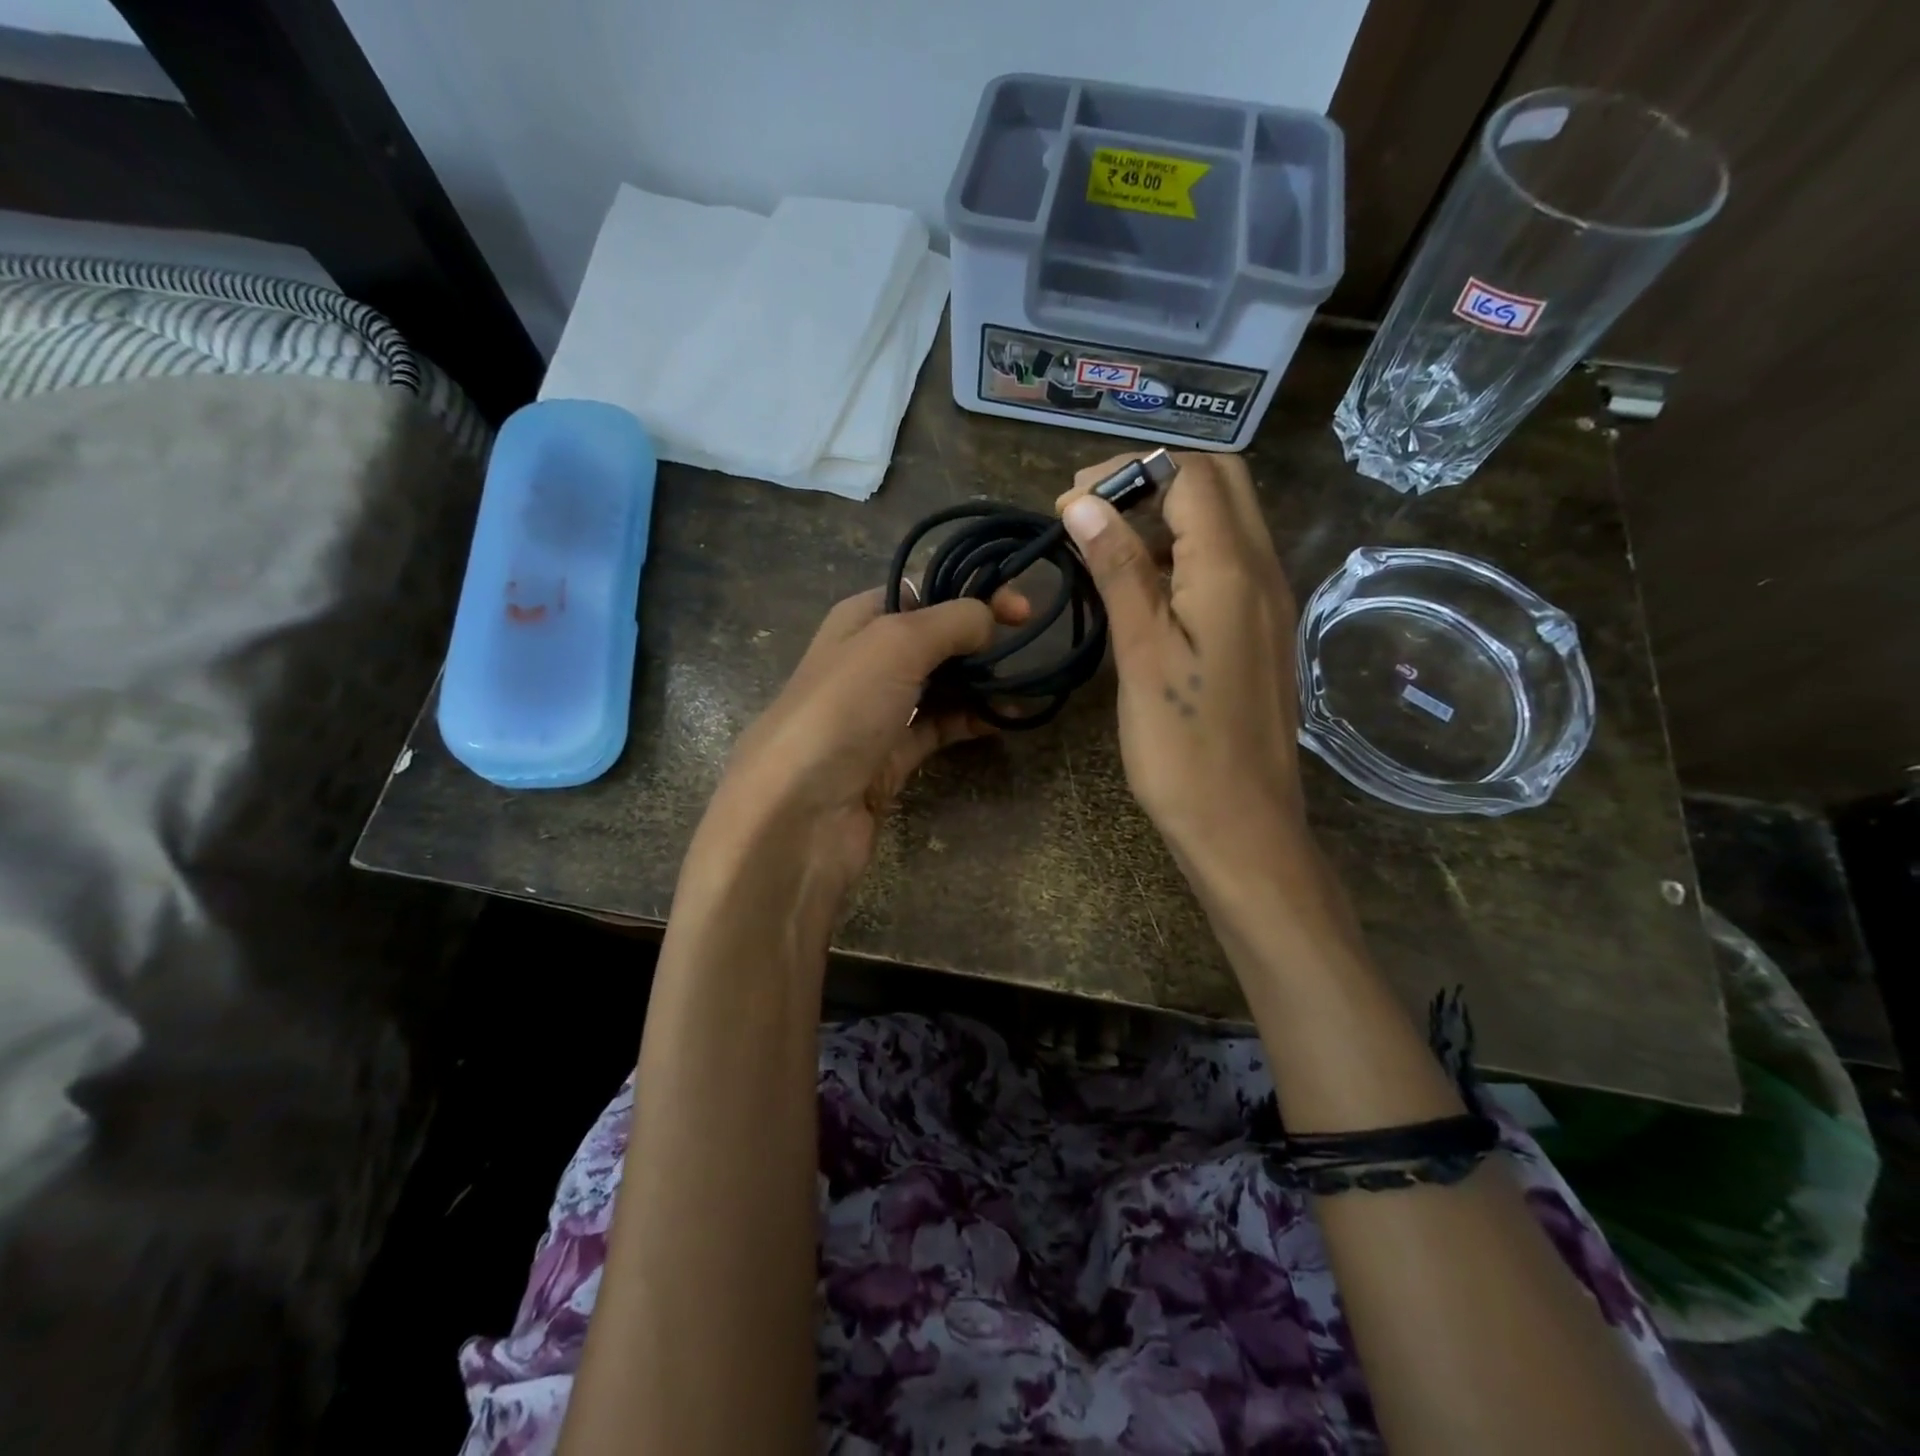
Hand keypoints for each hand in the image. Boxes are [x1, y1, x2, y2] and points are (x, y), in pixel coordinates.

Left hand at [696, 586, 1026, 915]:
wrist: (798, 815)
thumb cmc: (841, 711)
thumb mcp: (895, 645)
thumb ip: (950, 621)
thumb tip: (989, 618)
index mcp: (859, 621)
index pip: (922, 592)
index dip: (971, 593)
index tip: (1021, 609)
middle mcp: (868, 661)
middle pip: (935, 639)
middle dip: (980, 637)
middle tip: (1028, 643)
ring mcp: (879, 712)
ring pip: (941, 685)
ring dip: (981, 681)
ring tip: (1028, 683)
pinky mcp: (892, 758)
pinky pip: (941, 728)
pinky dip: (972, 721)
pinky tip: (1006, 719)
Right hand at [1057, 451, 1307, 882]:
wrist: (1242, 826)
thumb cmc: (1182, 748)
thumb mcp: (1141, 654)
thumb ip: (1118, 570)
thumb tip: (1083, 501)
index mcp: (1232, 570)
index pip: (1190, 474)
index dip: (1127, 472)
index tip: (1069, 504)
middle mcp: (1262, 571)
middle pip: (1218, 484)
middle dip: (1152, 480)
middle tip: (1092, 516)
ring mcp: (1267, 601)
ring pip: (1224, 522)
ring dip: (1166, 515)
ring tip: (1104, 550)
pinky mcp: (1260, 630)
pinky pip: (1226, 563)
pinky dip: (1182, 553)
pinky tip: (1141, 590)